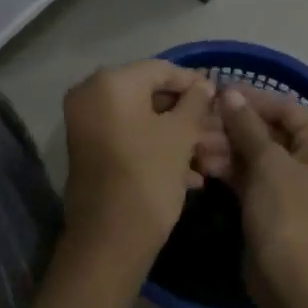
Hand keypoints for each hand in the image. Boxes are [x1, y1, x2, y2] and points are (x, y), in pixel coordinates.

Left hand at [62, 60, 216, 259]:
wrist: (110, 237)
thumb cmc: (149, 175)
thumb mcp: (179, 136)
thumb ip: (194, 103)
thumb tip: (203, 84)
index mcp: (109, 84)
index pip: (160, 70)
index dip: (193, 82)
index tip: (220, 98)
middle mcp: (90, 97)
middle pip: (149, 96)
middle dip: (188, 116)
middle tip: (218, 131)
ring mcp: (87, 126)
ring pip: (142, 123)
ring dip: (178, 139)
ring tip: (211, 159)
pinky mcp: (90, 153)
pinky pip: (129, 141)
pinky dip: (157, 152)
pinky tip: (191, 176)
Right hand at [215, 87, 307, 296]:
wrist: (290, 281)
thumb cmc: (287, 215)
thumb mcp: (268, 164)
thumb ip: (247, 126)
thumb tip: (230, 93)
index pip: (288, 109)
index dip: (253, 99)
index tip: (216, 91)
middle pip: (270, 131)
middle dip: (233, 127)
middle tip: (198, 123)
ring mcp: (294, 184)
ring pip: (256, 154)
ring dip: (226, 148)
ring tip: (194, 147)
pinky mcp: (273, 204)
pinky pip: (251, 176)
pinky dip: (229, 169)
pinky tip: (202, 165)